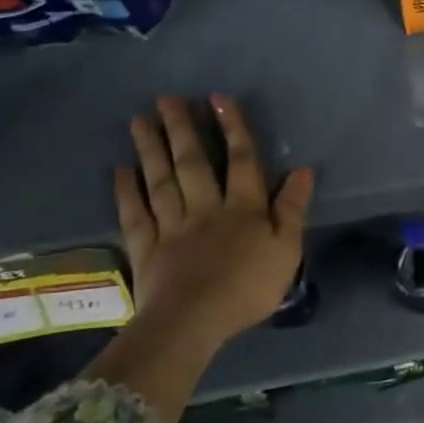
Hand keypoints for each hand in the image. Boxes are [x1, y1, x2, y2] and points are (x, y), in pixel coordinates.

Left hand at [113, 94, 313, 353]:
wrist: (194, 324)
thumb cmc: (247, 288)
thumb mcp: (287, 250)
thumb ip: (292, 209)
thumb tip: (303, 170)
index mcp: (242, 208)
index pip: (241, 160)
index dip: (232, 128)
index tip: (217, 98)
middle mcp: (205, 208)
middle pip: (193, 163)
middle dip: (180, 128)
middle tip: (165, 98)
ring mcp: (172, 226)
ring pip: (161, 180)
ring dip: (151, 149)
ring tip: (140, 119)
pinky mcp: (146, 249)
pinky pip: (135, 214)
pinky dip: (126, 191)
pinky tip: (121, 169)